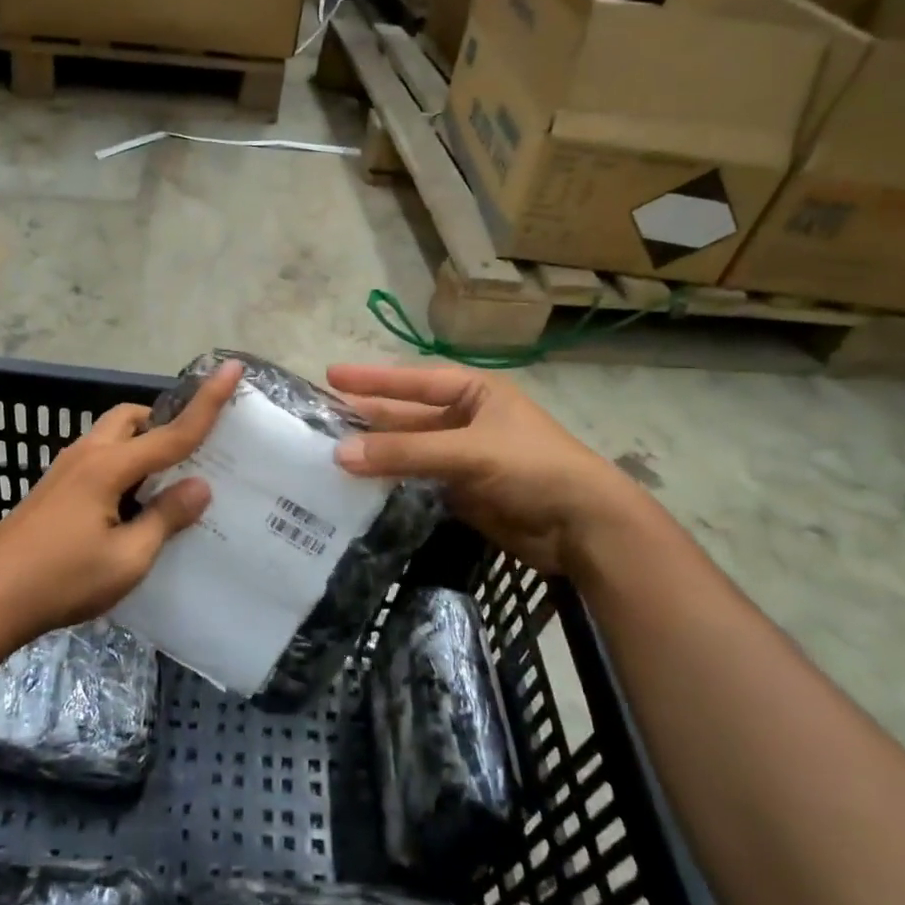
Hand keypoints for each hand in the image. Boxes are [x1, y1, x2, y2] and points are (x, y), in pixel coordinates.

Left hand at [0, 360, 242, 637]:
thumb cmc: (62, 580)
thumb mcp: (127, 558)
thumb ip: (165, 518)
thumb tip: (199, 486)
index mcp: (109, 467)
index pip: (171, 432)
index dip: (207, 402)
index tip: (232, 368)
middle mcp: (86, 455)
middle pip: (131, 418)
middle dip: (163, 422)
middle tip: (189, 453)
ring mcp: (64, 470)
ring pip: (111, 436)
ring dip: (140, 445)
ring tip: (162, 485)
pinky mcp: (53, 488)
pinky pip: (98, 458)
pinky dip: (122, 465)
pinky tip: (128, 506)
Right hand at [327, 363, 644, 575]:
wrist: (583, 528)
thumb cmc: (532, 468)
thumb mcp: (468, 452)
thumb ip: (405, 452)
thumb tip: (339, 454)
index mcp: (475, 393)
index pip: (414, 382)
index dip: (373, 380)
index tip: (331, 376)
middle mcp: (465, 421)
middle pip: (407, 417)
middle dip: (368, 419)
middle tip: (321, 420)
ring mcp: (462, 459)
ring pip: (408, 452)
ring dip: (375, 454)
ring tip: (328, 454)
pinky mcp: (460, 493)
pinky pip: (415, 483)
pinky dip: (389, 484)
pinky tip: (357, 487)